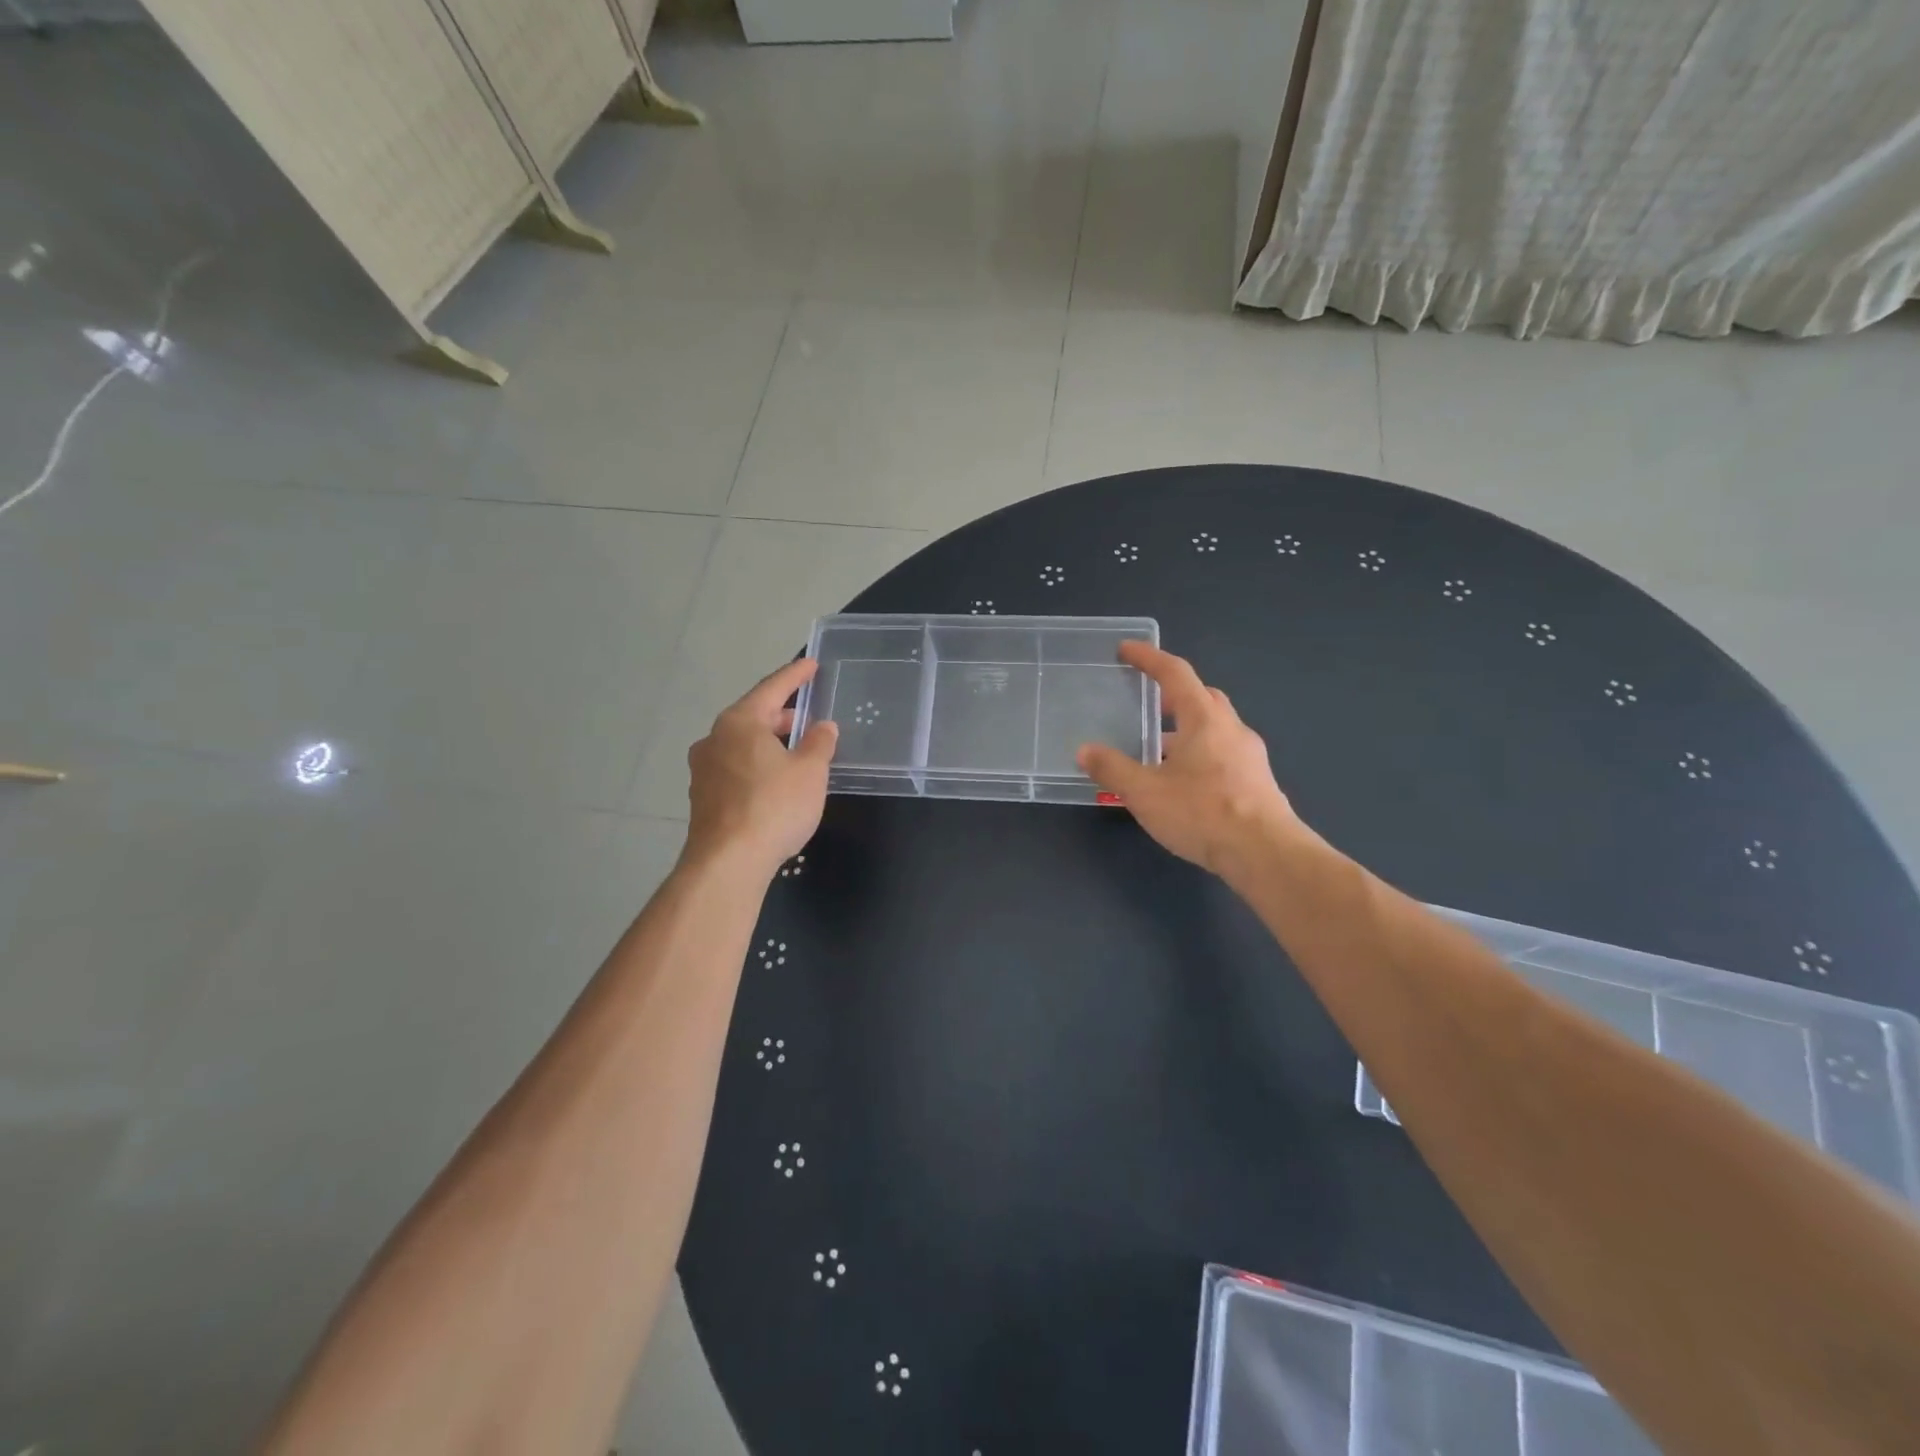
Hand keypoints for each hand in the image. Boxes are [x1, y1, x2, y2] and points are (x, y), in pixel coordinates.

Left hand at [684, 658, 837, 879]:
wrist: (728, 862)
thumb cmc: (773, 806)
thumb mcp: (810, 771)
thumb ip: (820, 743)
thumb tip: (823, 727)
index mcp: (739, 722)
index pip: (772, 689)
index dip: (795, 676)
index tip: (811, 665)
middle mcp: (714, 739)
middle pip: (752, 717)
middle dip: (781, 716)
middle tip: (807, 716)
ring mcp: (703, 770)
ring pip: (742, 745)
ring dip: (768, 743)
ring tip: (795, 751)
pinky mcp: (702, 798)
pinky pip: (735, 769)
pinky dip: (757, 766)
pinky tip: (774, 781)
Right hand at [1077, 642, 1300, 876]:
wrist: (1265, 854)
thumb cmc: (1202, 813)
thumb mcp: (1145, 792)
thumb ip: (1112, 769)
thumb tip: (1085, 751)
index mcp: (1204, 718)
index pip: (1175, 673)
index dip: (1149, 658)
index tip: (1126, 650)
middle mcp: (1231, 728)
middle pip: (1201, 697)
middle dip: (1171, 694)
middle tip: (1145, 701)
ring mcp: (1249, 755)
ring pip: (1213, 728)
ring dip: (1185, 729)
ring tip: (1156, 750)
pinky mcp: (1256, 781)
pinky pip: (1222, 753)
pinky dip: (1198, 754)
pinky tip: (1182, 782)